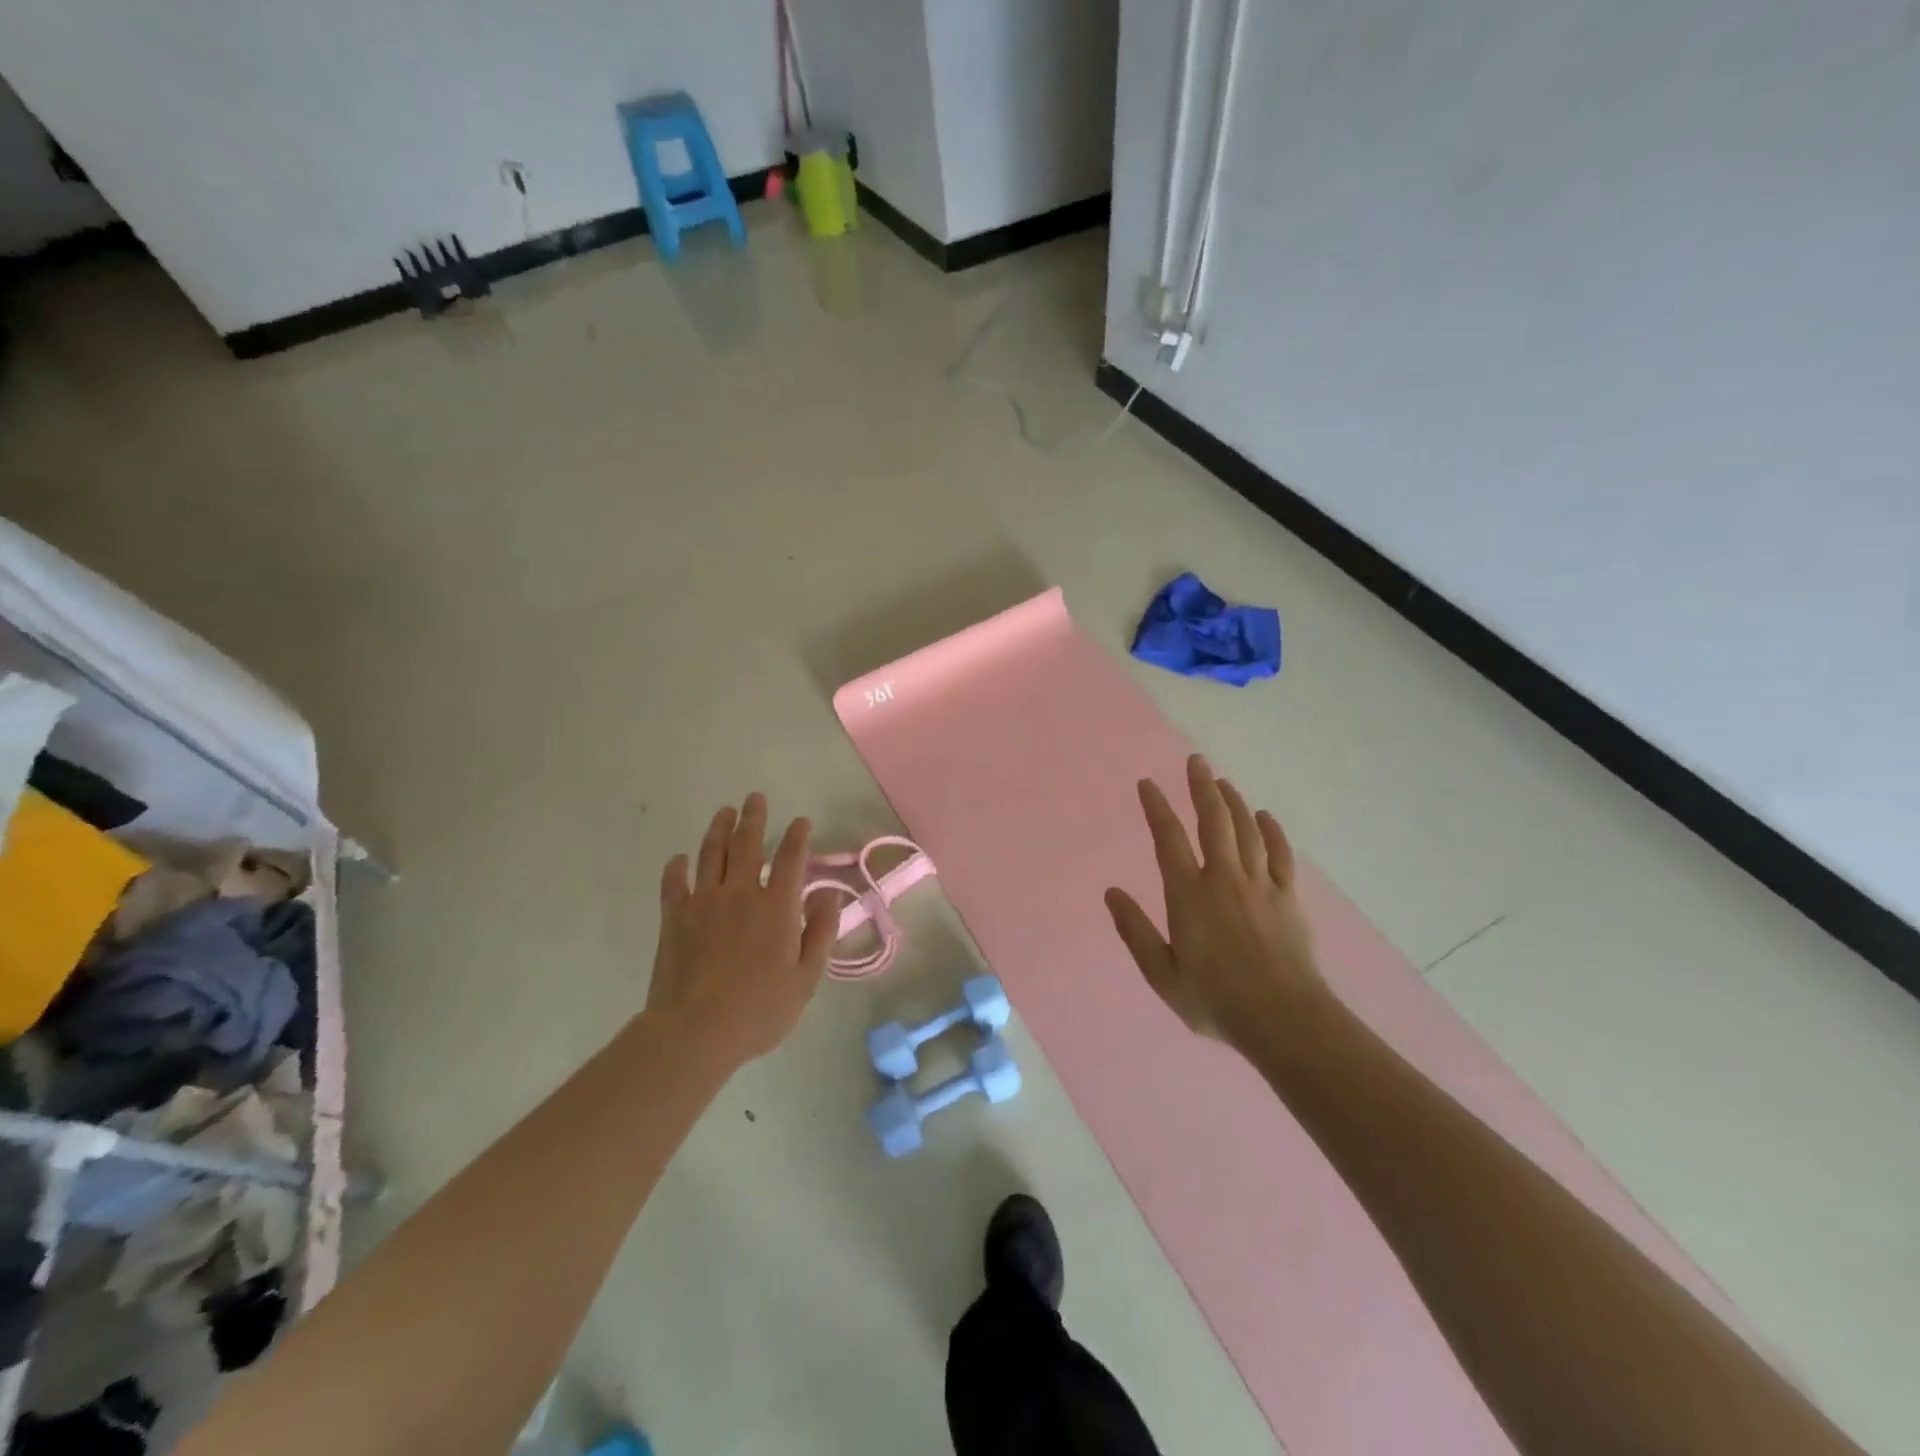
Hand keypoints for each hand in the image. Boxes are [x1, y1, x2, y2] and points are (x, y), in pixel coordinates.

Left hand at [647, 793, 838, 1065]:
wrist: (695, 1031)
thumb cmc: (759, 1010)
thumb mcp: (806, 978)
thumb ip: (820, 931)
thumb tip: (829, 893)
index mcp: (777, 906)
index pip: (791, 859)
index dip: (798, 837)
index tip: (801, 821)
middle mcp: (740, 893)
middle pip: (747, 844)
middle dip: (754, 818)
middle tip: (755, 798)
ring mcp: (703, 902)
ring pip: (710, 854)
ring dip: (718, 829)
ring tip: (724, 812)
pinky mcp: (673, 917)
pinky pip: (674, 883)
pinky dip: (676, 867)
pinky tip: (679, 859)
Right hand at [1105, 755, 1323, 1048]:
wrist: (1284, 1019)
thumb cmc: (1216, 999)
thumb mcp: (1163, 975)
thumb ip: (1136, 932)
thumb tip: (1112, 893)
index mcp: (1189, 895)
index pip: (1169, 840)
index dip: (1157, 808)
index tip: (1148, 783)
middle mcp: (1224, 879)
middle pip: (1214, 821)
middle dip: (1202, 788)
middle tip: (1196, 761)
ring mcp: (1260, 885)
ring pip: (1247, 830)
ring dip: (1233, 801)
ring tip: (1222, 781)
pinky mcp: (1288, 897)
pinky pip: (1280, 854)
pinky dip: (1272, 831)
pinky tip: (1265, 816)